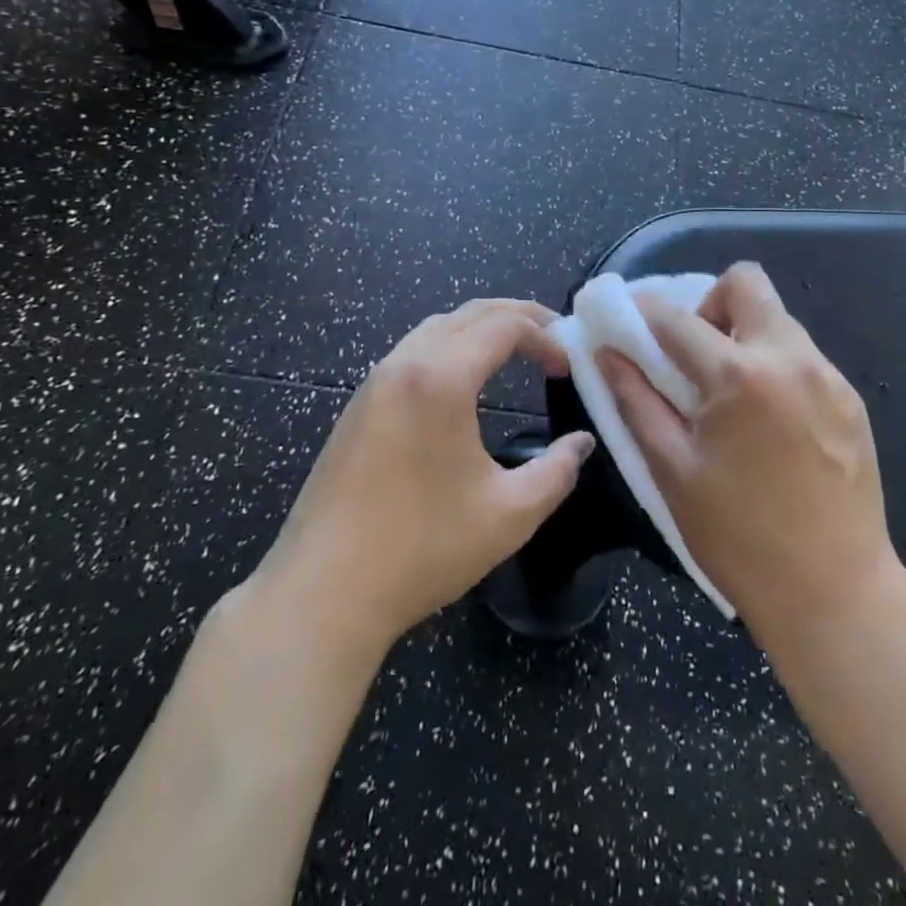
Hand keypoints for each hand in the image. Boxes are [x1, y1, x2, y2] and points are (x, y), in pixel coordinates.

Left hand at [247, 299, 595, 656]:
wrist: (322, 592)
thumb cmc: (422, 549)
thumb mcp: (509, 515)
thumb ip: (556, 471)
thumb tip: (582, 443)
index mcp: (441, 378)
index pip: (504, 326)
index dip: (546, 336)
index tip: (569, 367)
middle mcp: (405, 363)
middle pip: (471, 313)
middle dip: (519, 317)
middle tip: (555, 339)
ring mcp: (375, 381)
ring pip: (437, 326)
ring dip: (481, 328)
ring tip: (516, 351)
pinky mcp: (358, 404)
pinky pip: (413, 350)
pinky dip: (451, 346)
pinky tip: (464, 381)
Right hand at [598, 263, 895, 642]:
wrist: (837, 593)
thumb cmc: (739, 538)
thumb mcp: (672, 470)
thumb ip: (636, 401)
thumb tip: (607, 353)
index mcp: (737, 376)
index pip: (676, 316)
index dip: (641, 309)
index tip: (626, 318)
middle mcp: (789, 358)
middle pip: (745, 282)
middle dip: (710, 302)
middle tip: (695, 354)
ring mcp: (827, 376)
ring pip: (777, 318)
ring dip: (744, 335)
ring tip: (731, 394)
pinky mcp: (850, 398)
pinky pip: (803, 355)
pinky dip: (774, 365)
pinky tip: (769, 421)